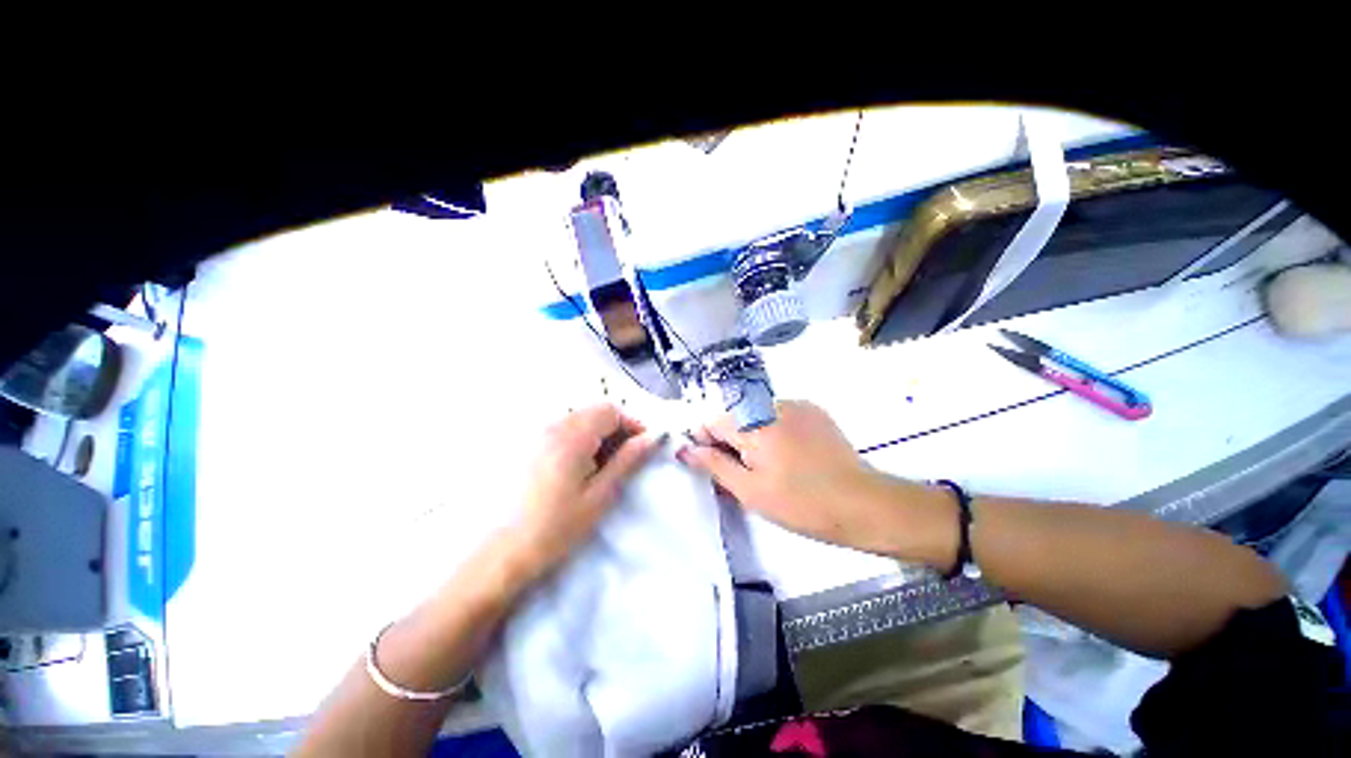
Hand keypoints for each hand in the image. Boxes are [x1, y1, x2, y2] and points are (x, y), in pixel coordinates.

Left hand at [506, 404, 662, 580]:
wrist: (499, 554)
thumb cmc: (556, 527)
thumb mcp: (600, 495)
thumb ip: (628, 460)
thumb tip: (654, 437)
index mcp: (572, 435)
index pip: (611, 410)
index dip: (632, 424)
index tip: (643, 447)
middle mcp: (552, 425)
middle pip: (594, 411)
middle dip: (616, 428)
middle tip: (624, 459)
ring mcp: (536, 433)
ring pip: (579, 419)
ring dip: (598, 434)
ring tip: (601, 466)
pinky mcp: (526, 444)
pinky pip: (562, 429)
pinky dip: (579, 439)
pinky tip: (577, 467)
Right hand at [678, 401, 951, 559]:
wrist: (862, 503)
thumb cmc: (800, 503)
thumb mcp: (750, 490)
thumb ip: (714, 465)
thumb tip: (686, 449)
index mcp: (752, 424)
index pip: (713, 420)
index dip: (707, 441)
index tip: (713, 463)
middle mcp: (771, 405)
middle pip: (735, 416)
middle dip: (731, 440)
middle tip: (743, 472)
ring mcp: (796, 405)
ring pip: (757, 415)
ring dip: (753, 435)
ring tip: (770, 466)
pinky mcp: (814, 410)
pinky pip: (780, 415)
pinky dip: (774, 430)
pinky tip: (790, 455)